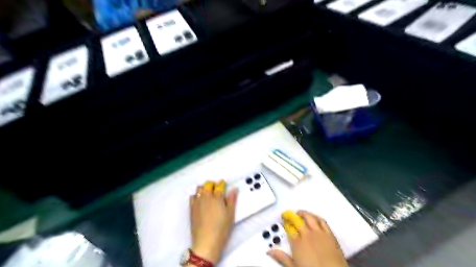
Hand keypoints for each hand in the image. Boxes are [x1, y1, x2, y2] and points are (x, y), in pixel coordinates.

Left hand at [188, 181, 234, 263]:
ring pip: (199, 188)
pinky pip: (192, 196)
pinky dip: (197, 195)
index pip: (219, 185)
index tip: (223, 185)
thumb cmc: (221, 229)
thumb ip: (232, 200)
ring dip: (204, 188)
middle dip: (212, 184)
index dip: (222, 184)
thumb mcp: (230, 215)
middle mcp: (206, 197)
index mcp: (217, 197)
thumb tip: (234, 189)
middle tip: (216, 190)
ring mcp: (197, 202)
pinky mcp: (191, 208)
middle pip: (208, 184)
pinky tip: (200, 200)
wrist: (206, 242)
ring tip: (208, 194)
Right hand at [267, 210, 347, 266]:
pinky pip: (322, 221)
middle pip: (297, 220)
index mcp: (297, 243)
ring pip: (310, 217)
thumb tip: (271, 251)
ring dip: (304, 213)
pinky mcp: (330, 235)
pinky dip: (317, 217)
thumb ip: (282, 257)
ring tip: (300, 212)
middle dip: (292, 216)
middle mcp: (307, 235)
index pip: (289, 228)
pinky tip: (315, 217)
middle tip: (289, 215)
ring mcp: (319, 234)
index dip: (285, 222)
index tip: (284, 221)